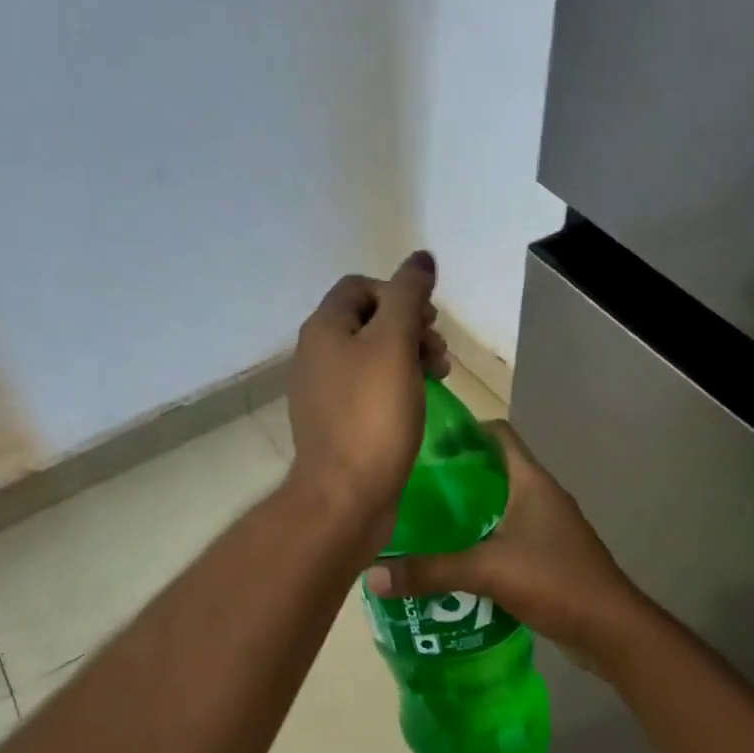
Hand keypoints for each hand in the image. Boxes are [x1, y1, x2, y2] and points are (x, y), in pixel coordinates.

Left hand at [287, 252, 448, 541]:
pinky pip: (368, 389)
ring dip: (408, 356)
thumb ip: (408, 296)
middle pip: (368, 320)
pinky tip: (417, 404)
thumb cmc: (373, 415)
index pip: (361, 286)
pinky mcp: (336, 422)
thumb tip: (421, 258)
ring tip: (438, 377)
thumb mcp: (395, 344)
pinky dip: (395, 386)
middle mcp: (315, 354)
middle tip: (438, 353)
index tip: (427, 321)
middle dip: (409, 327)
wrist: (345, 495)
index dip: (398, 293)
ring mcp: (323, 391)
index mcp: (323, 329)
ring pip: (371, 356)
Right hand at [363, 421, 645, 668]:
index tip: (425, 446)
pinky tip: (453, 561)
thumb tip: (372, 575)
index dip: (463, 432)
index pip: (498, 435)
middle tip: (412, 491)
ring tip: (424, 525)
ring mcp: (548, 527)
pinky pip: (507, 536)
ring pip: (499, 506)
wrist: (612, 630)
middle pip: (494, 470)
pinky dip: (481, 541)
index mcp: (531, 482)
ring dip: (467, 513)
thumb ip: (430, 571)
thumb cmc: (555, 582)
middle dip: (455, 478)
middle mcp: (541, 496)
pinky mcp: (548, 555)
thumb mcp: (486, 572)